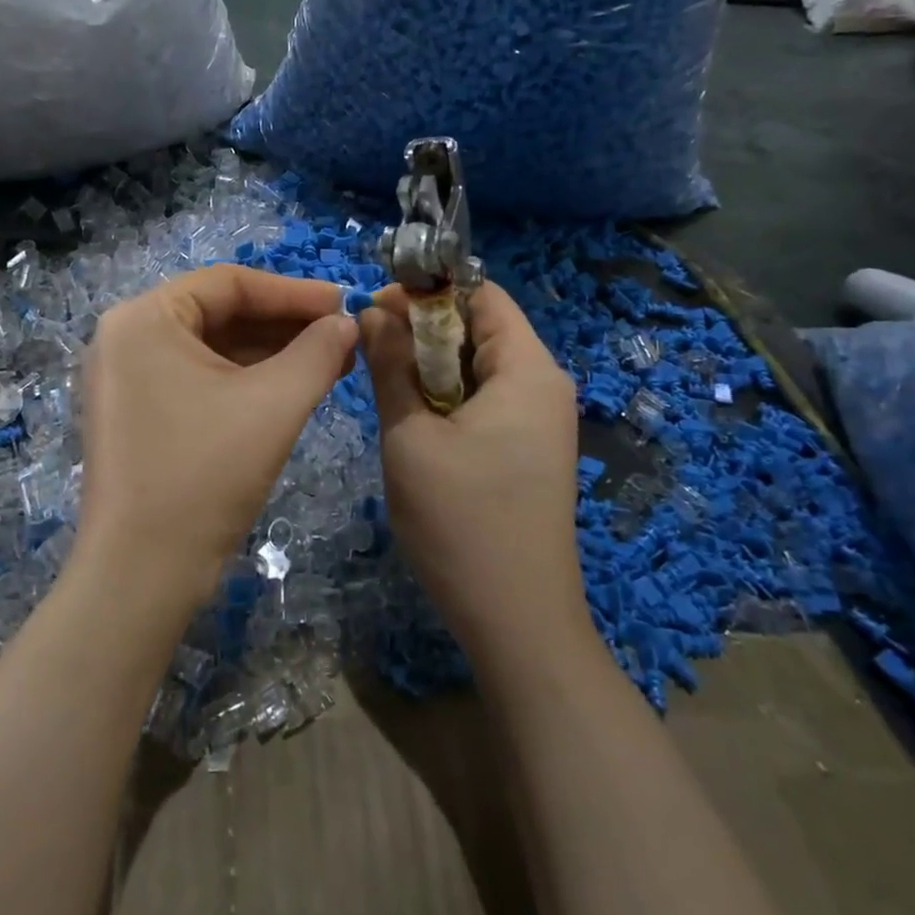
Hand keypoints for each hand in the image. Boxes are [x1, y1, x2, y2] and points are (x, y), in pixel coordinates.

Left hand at [78, 267, 358, 611]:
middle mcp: (125, 337)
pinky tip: (292, 386)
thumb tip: (347, 322)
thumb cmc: (204, 474)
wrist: (141, 575)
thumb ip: (318, 352)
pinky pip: (197, 378)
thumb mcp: (273, 404)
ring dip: (269, 352)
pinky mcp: (136, 413)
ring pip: (211, 348)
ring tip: (330, 360)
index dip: (293, 291)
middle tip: (342, 335)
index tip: (344, 302)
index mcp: (144, 318)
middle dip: (284, 324)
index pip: (229, 283)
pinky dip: (244, 380)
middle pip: (218, 313)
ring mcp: (126, 378)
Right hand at [358, 282, 588, 646]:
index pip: (481, 294)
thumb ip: (390, 365)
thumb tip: (371, 311)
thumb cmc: (460, 522)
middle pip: (479, 328)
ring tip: (386, 389)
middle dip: (422, 331)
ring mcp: (541, 421)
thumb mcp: (410, 435)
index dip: (426, 292)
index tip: (374, 311)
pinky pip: (485, 400)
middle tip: (370, 354)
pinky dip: (446, 398)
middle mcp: (544, 385)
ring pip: (477, 366)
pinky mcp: (529, 450)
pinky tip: (415, 423)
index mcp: (528, 370)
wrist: (517, 622)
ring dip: (429, 368)